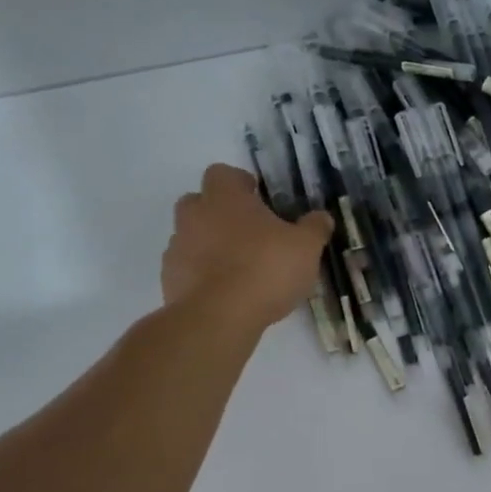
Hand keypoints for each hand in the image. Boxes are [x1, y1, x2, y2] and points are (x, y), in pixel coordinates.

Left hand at [163, 164, 333, 333]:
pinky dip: (201, 275)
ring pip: (191, 236)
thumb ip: (314, 228)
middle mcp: (194, 215)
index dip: (240, 184)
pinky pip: (186, 269)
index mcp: (224, 197)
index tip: (259, 200)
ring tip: (238, 269)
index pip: (223, 173)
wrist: (218, 318)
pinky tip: (224, 294)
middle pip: (199, 202)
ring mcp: (177, 248)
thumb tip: (321, 217)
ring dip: (209, 246)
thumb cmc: (265, 269)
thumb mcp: (305, 248)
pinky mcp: (169, 280)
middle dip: (219, 213)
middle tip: (248, 234)